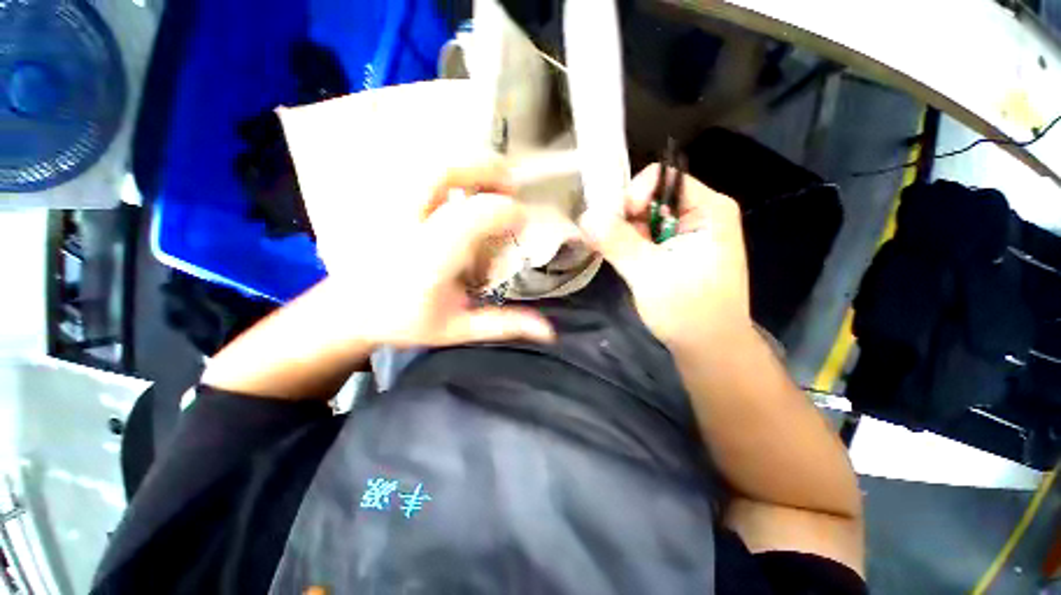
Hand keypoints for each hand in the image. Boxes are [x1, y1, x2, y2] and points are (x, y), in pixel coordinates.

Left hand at [331, 162, 555, 347]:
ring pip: (429, 164)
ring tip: (491, 184)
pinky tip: (463, 186)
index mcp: (427, 260)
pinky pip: (419, 170)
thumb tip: (550, 331)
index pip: (472, 218)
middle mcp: (406, 225)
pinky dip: (450, 171)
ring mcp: (388, 206)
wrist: (349, 310)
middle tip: (511, 187)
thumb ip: (503, 325)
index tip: (523, 222)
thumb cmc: (405, 321)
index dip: (506, 212)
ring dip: (469, 167)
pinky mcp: (383, 198)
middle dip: (486, 171)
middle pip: (444, 172)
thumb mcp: (458, 329)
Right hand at [579, 164, 751, 352]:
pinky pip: (646, 238)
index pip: (662, 179)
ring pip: (644, 220)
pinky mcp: (675, 251)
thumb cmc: (688, 311)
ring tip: (614, 256)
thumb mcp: (649, 274)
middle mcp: (699, 214)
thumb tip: (585, 215)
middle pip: (650, 198)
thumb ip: (617, 242)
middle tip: (606, 243)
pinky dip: (629, 246)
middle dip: (624, 218)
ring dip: (623, 235)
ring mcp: (687, 234)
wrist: (708, 349)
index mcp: (708, 209)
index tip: (614, 223)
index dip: (633, 195)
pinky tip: (622, 261)